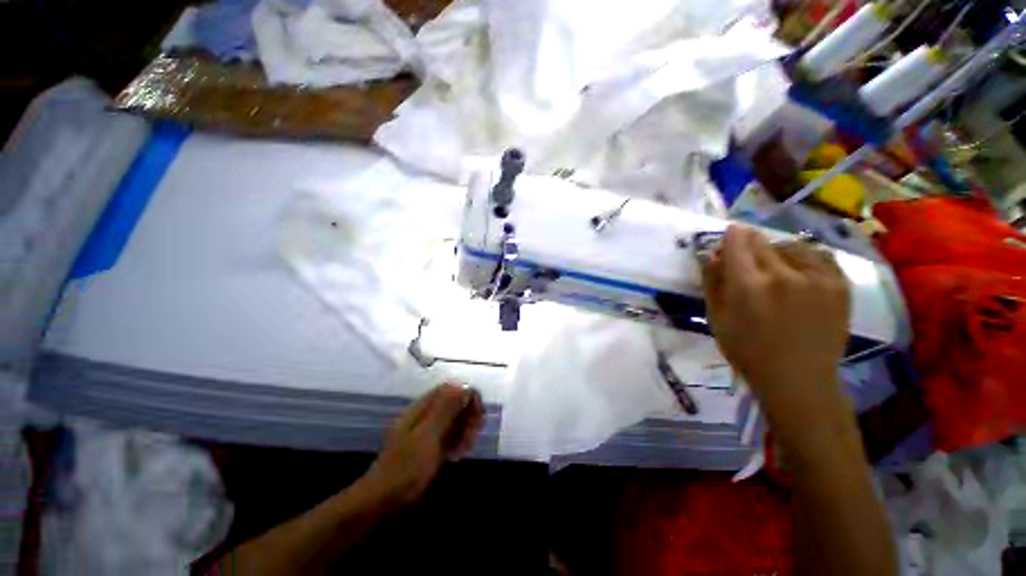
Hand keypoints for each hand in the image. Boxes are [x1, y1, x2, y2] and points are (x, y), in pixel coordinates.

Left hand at [363, 383, 483, 507]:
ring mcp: (425, 428)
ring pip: (454, 418)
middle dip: (468, 417)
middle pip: (456, 402)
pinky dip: (456, 441)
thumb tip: (464, 386)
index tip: (478, 420)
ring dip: (464, 431)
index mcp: (423, 406)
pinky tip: (455, 456)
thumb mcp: (428, 438)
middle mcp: (424, 412)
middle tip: (470, 440)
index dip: (470, 398)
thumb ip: (446, 410)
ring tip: (463, 451)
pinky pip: (448, 433)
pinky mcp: (426, 443)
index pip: (453, 388)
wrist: (379, 502)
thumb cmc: (405, 469)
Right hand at [702, 227, 849, 420]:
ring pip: (790, 245)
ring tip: (773, 266)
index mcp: (748, 286)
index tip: (728, 236)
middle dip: (749, 243)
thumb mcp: (716, 318)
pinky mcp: (839, 284)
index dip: (730, 236)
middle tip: (745, 255)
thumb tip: (709, 254)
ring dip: (776, 250)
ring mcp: (816, 278)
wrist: (799, 380)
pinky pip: (818, 255)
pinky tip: (797, 269)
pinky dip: (804, 256)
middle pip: (762, 242)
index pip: (737, 243)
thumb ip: (712, 282)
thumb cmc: (747, 351)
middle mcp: (783, 275)